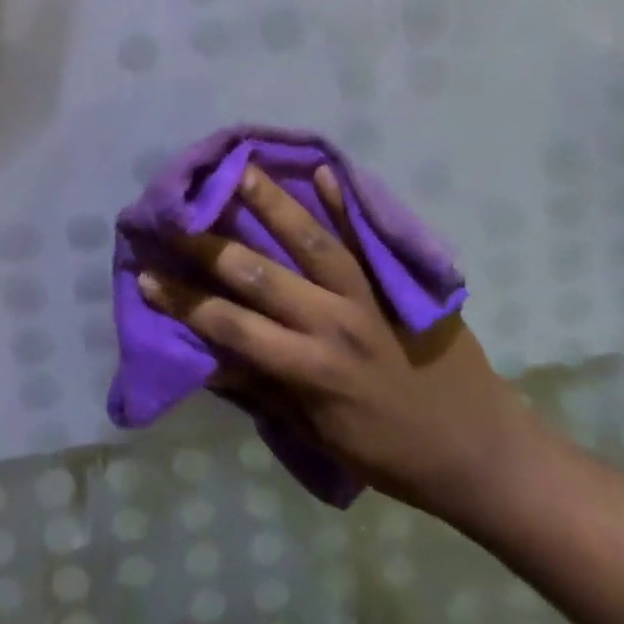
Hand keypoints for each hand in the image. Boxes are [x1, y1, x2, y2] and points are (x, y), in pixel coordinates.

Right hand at [141, 164, 528, 521]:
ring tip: (240, 170)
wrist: (478, 448)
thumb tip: (210, 358)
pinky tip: (322, 171)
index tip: (145, 275)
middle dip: (210, 246)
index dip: (185, 303)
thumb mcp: (320, 438)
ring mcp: (369, 297)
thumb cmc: (392, 454)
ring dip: (273, 206)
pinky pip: (367, 238)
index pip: (232, 329)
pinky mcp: (398, 282)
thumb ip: (266, 392)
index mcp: (309, 371)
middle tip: (175, 216)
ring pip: (311, 243)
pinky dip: (344, 203)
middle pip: (260, 277)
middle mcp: (332, 326)